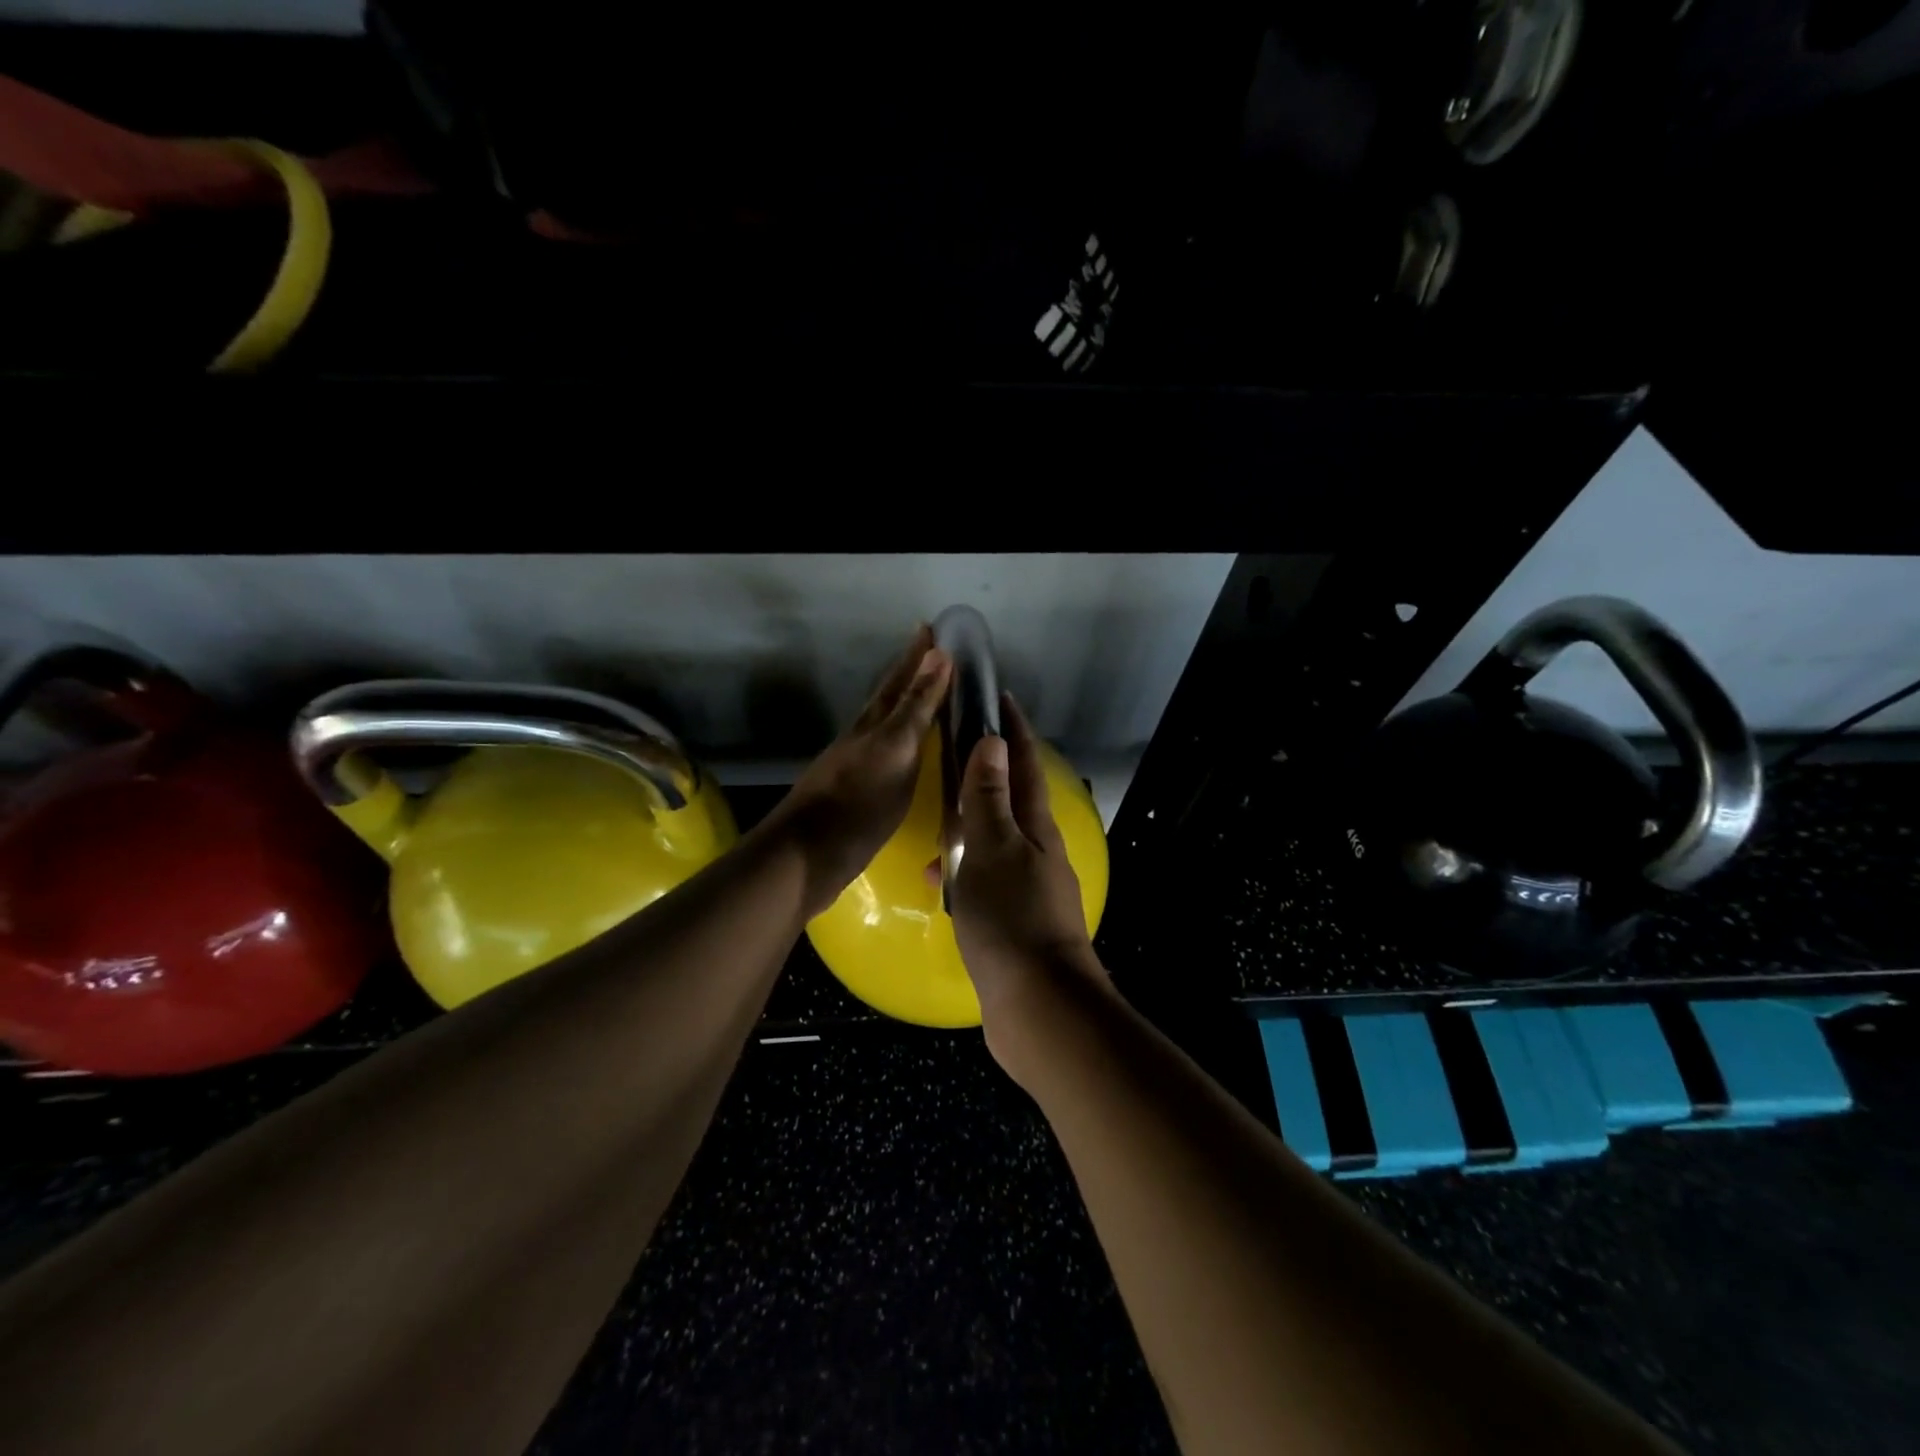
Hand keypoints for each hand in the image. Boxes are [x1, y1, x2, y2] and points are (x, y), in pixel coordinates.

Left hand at [759, 625, 951, 917]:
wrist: (808, 855)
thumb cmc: (859, 802)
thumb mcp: (895, 750)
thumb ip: (916, 706)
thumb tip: (938, 654)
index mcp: (874, 723)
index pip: (900, 679)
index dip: (917, 655)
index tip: (931, 627)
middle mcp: (863, 737)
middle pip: (889, 697)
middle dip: (910, 674)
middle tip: (932, 652)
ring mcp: (857, 765)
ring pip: (886, 724)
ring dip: (907, 707)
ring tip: (926, 696)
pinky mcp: (857, 793)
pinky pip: (888, 754)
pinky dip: (903, 743)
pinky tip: (910, 753)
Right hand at [950, 693, 1102, 1043]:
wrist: (1038, 1005)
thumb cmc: (1011, 918)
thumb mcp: (993, 849)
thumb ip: (989, 797)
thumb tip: (993, 741)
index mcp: (1036, 827)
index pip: (1024, 764)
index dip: (1013, 729)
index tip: (998, 697)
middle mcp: (1038, 851)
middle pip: (1011, 798)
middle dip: (987, 771)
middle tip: (954, 752)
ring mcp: (1029, 887)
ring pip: (994, 840)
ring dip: (968, 825)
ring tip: (934, 821)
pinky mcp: (1016, 920)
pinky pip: (985, 879)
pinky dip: (963, 871)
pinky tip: (937, 883)